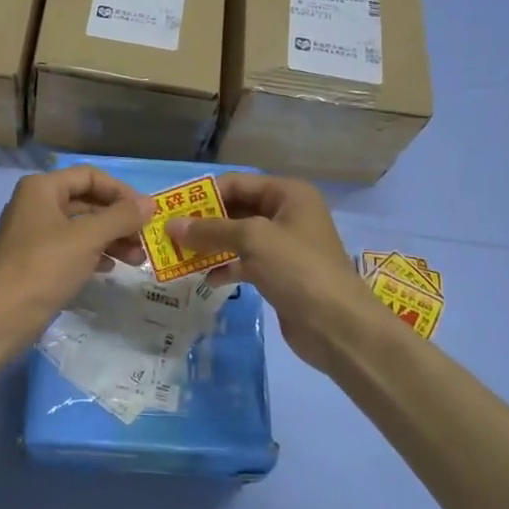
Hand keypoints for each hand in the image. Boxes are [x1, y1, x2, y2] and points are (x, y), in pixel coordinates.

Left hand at [0, 166, 153, 344]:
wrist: (2, 316)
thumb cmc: (45, 267)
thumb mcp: (88, 238)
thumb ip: (121, 217)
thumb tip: (150, 203)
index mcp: (41, 188)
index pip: (89, 176)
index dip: (121, 191)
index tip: (146, 212)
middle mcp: (34, 204)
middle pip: (86, 202)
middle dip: (118, 220)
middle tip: (146, 239)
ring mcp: (33, 234)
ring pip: (80, 228)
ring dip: (110, 239)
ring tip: (137, 260)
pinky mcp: (34, 260)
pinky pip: (70, 248)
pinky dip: (92, 254)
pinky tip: (110, 269)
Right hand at [166, 174, 394, 371]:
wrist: (337, 326)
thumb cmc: (298, 270)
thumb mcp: (252, 240)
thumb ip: (210, 230)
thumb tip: (171, 225)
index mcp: (288, 194)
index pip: (236, 183)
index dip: (203, 195)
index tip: (171, 210)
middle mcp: (287, 213)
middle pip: (236, 209)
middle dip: (204, 222)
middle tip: (170, 235)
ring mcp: (284, 245)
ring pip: (238, 237)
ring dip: (210, 246)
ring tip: (179, 256)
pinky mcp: (279, 273)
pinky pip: (245, 262)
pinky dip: (225, 267)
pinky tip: (206, 279)